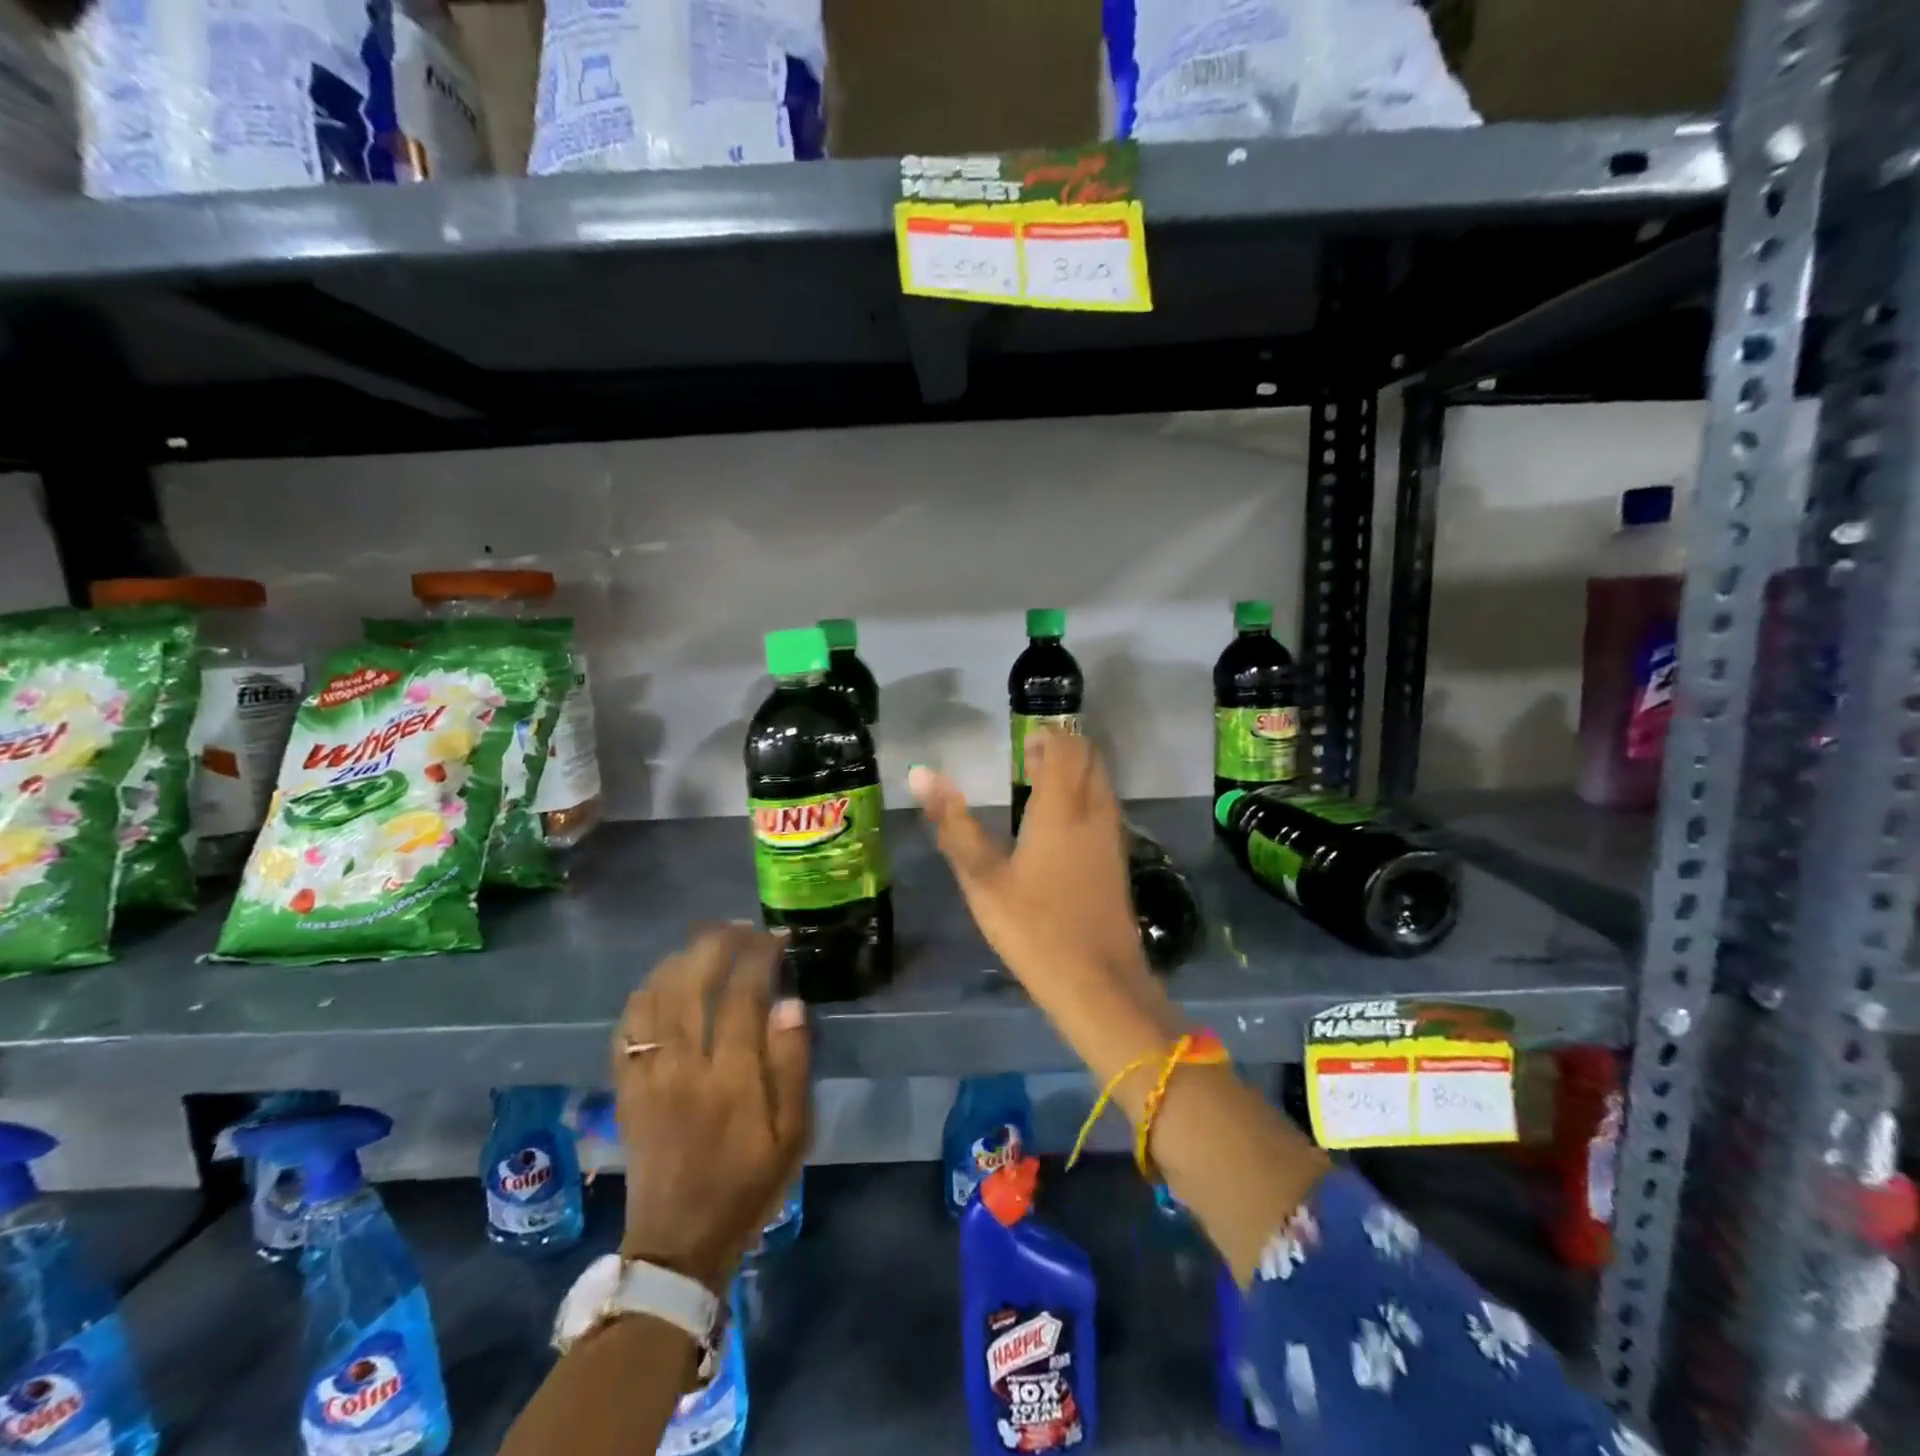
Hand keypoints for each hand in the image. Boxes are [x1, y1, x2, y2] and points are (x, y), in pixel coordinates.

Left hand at [611, 925, 809, 1294]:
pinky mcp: (626, 1087)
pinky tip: (662, 981)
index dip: (759, 957)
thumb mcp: (793, 1134)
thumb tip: (790, 1003)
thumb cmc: (748, 1184)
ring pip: (655, 997)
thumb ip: (792, 1065)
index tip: (775, 937)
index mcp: (732, 1079)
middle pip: (692, 984)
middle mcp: (685, 1067)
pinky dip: (643, 994)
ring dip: (680, 960)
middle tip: (739, 928)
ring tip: (705, 943)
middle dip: (716, 944)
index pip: (742, 996)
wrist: (679, 1241)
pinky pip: (625, 1028)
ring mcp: (648, 1076)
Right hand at [908, 731, 1173, 1030]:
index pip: (1066, 748)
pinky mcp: (1117, 861)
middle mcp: (1094, 813)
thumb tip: (920, 773)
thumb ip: (953, 824)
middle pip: (1091, 759)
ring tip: (1038, 788)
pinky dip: (1085, 798)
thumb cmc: (1034, 928)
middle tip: (1027, 760)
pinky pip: (1104, 809)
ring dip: (1076, 773)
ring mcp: (1112, 838)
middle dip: (1064, 749)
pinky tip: (1057, 827)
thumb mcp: (982, 879)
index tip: (1021, 743)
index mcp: (1062, 809)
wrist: (1099, 984)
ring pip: (1102, 783)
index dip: (1047, 737)